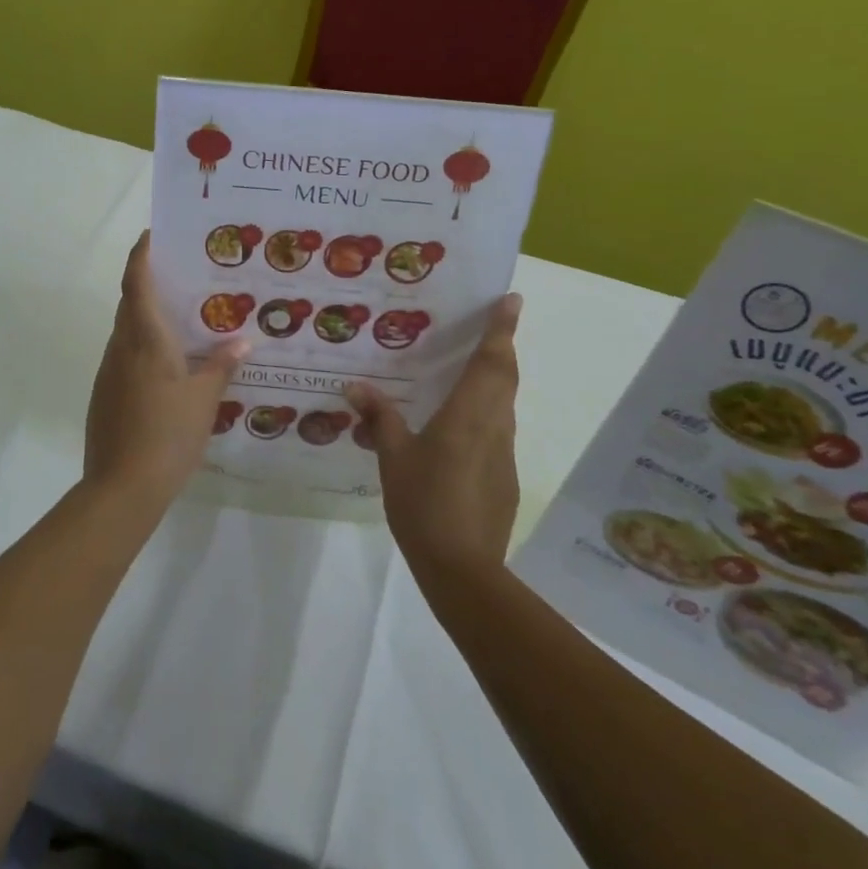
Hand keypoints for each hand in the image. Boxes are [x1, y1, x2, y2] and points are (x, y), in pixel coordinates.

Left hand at [84, 233, 247, 507]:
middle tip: (182, 277)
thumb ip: (221, 366)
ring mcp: (109, 372)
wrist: (122, 488)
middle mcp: (121, 348)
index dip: (140, 255)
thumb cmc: (167, 435)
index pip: (136, 283)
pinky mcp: (105, 395)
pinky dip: (144, 348)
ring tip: (183, 320)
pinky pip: (125, 357)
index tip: (151, 235)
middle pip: (129, 304)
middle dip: (149, 284)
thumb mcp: (204, 400)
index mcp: (145, 340)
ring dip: (148, 319)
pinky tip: (169, 366)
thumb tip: (241, 341)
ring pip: (127, 332)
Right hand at [347, 294, 522, 583]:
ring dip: (495, 380)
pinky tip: (457, 427)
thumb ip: (379, 418)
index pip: (493, 361)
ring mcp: (503, 453)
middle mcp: (494, 426)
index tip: (512, 300)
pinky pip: (496, 430)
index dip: (503, 329)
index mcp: (469, 414)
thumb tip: (355, 387)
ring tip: (467, 369)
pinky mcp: (504, 477)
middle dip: (502, 348)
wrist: (462, 568)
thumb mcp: (393, 457)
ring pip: (504, 404)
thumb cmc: (425, 502)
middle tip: (490, 325)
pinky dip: (485, 413)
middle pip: (506, 378)